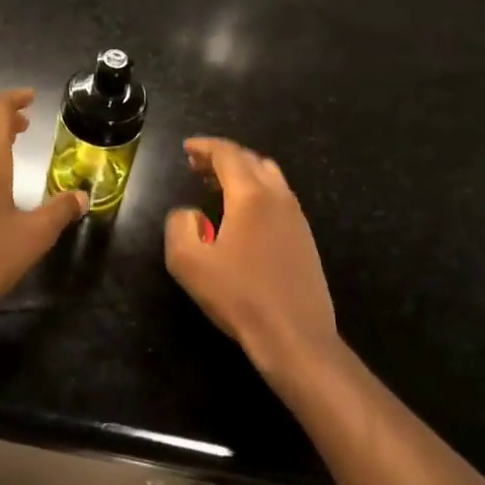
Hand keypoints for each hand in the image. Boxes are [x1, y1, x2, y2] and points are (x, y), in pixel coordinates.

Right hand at [165, 137, 337, 378]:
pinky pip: (279, 197)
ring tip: (218, 186)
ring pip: (269, 176)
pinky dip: (257, 191)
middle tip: (197, 166)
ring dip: (242, 172)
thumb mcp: (189, 263)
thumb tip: (190, 214)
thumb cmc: (240, 297)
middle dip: (222, 157)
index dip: (204, 146)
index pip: (227, 154)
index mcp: (250, 195)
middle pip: (250, 159)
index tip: (187, 149)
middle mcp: (278, 196)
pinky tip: (243, 215)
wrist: (296, 338)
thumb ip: (179, 226)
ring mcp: (296, 217)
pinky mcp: (305, 238)